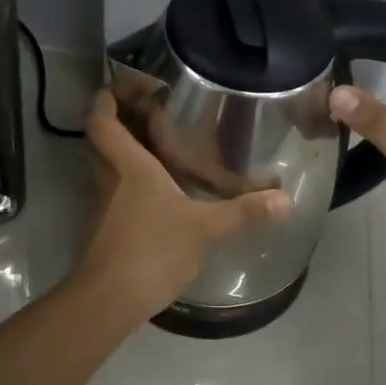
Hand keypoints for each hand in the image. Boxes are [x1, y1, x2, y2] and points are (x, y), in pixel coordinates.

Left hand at [68, 91, 292, 320]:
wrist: (109, 300)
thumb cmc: (152, 249)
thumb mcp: (204, 228)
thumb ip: (243, 212)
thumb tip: (286, 199)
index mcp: (127, 164)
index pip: (102, 119)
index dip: (107, 97)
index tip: (125, 84)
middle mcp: (108, 176)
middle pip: (99, 137)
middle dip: (117, 118)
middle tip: (148, 110)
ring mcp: (102, 203)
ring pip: (104, 163)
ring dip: (123, 148)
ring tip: (158, 142)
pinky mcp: (104, 225)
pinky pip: (113, 188)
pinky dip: (129, 178)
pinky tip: (159, 188)